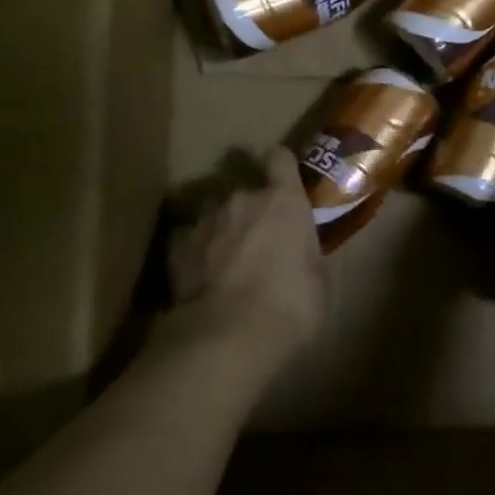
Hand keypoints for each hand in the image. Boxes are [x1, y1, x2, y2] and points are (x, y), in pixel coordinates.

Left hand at [165, 146, 326, 362]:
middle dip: (250, 210)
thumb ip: (306, 255)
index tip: (280, 177)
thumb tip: (299, 257)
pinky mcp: (177, 246)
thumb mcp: (318, 281)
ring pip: (214, 213)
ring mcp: (206, 220)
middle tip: (256, 240)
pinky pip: (187, 240)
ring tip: (223, 261)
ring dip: (221, 229)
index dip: (279, 165)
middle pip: (245, 190)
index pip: (280, 159)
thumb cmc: (290, 306)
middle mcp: (243, 199)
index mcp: (285, 201)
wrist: (229, 335)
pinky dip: (194, 253)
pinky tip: (199, 277)